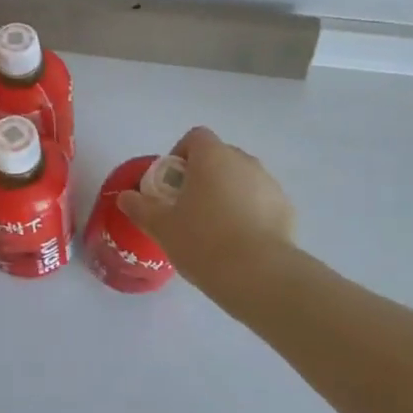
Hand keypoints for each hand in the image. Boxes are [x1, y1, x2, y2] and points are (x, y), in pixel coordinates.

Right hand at [118, 125, 296, 290]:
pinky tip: (240, 243)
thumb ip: (140, 207)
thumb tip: (125, 197)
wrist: (258, 275)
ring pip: (242, 180)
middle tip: (189, 209)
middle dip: (204, 176)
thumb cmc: (203, 241)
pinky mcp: (286, 209)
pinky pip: (261, 202)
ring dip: (228, 194)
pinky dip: (249, 214)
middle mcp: (244, 161)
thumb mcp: (161, 226)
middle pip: (219, 157)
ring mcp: (269, 184)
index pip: (195, 137)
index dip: (180, 155)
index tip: (172, 184)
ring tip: (215, 230)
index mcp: (213, 157)